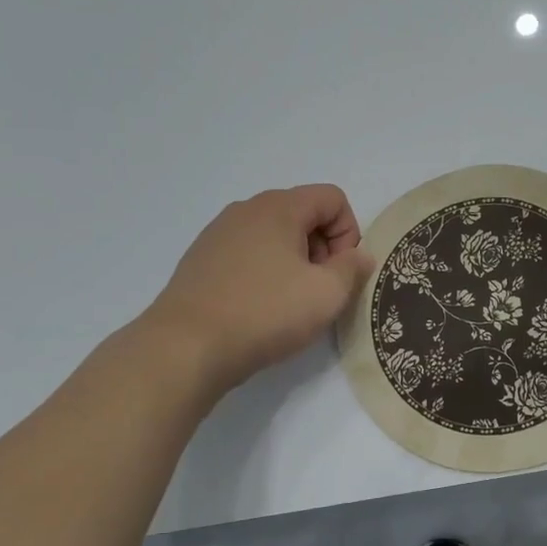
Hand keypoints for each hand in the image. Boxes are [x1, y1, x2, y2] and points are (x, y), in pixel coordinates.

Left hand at [144, 185, 375, 393]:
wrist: (186, 346)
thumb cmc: (266, 313)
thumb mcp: (327, 294)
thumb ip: (353, 268)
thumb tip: (359, 255)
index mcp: (279, 207)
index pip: (333, 198)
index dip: (349, 233)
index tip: (340, 272)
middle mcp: (246, 210)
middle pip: (303, 214)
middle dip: (322, 249)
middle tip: (318, 290)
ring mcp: (218, 234)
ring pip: (274, 236)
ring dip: (294, 263)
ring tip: (289, 303)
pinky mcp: (200, 260)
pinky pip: (247, 254)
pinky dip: (264, 273)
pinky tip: (258, 308)